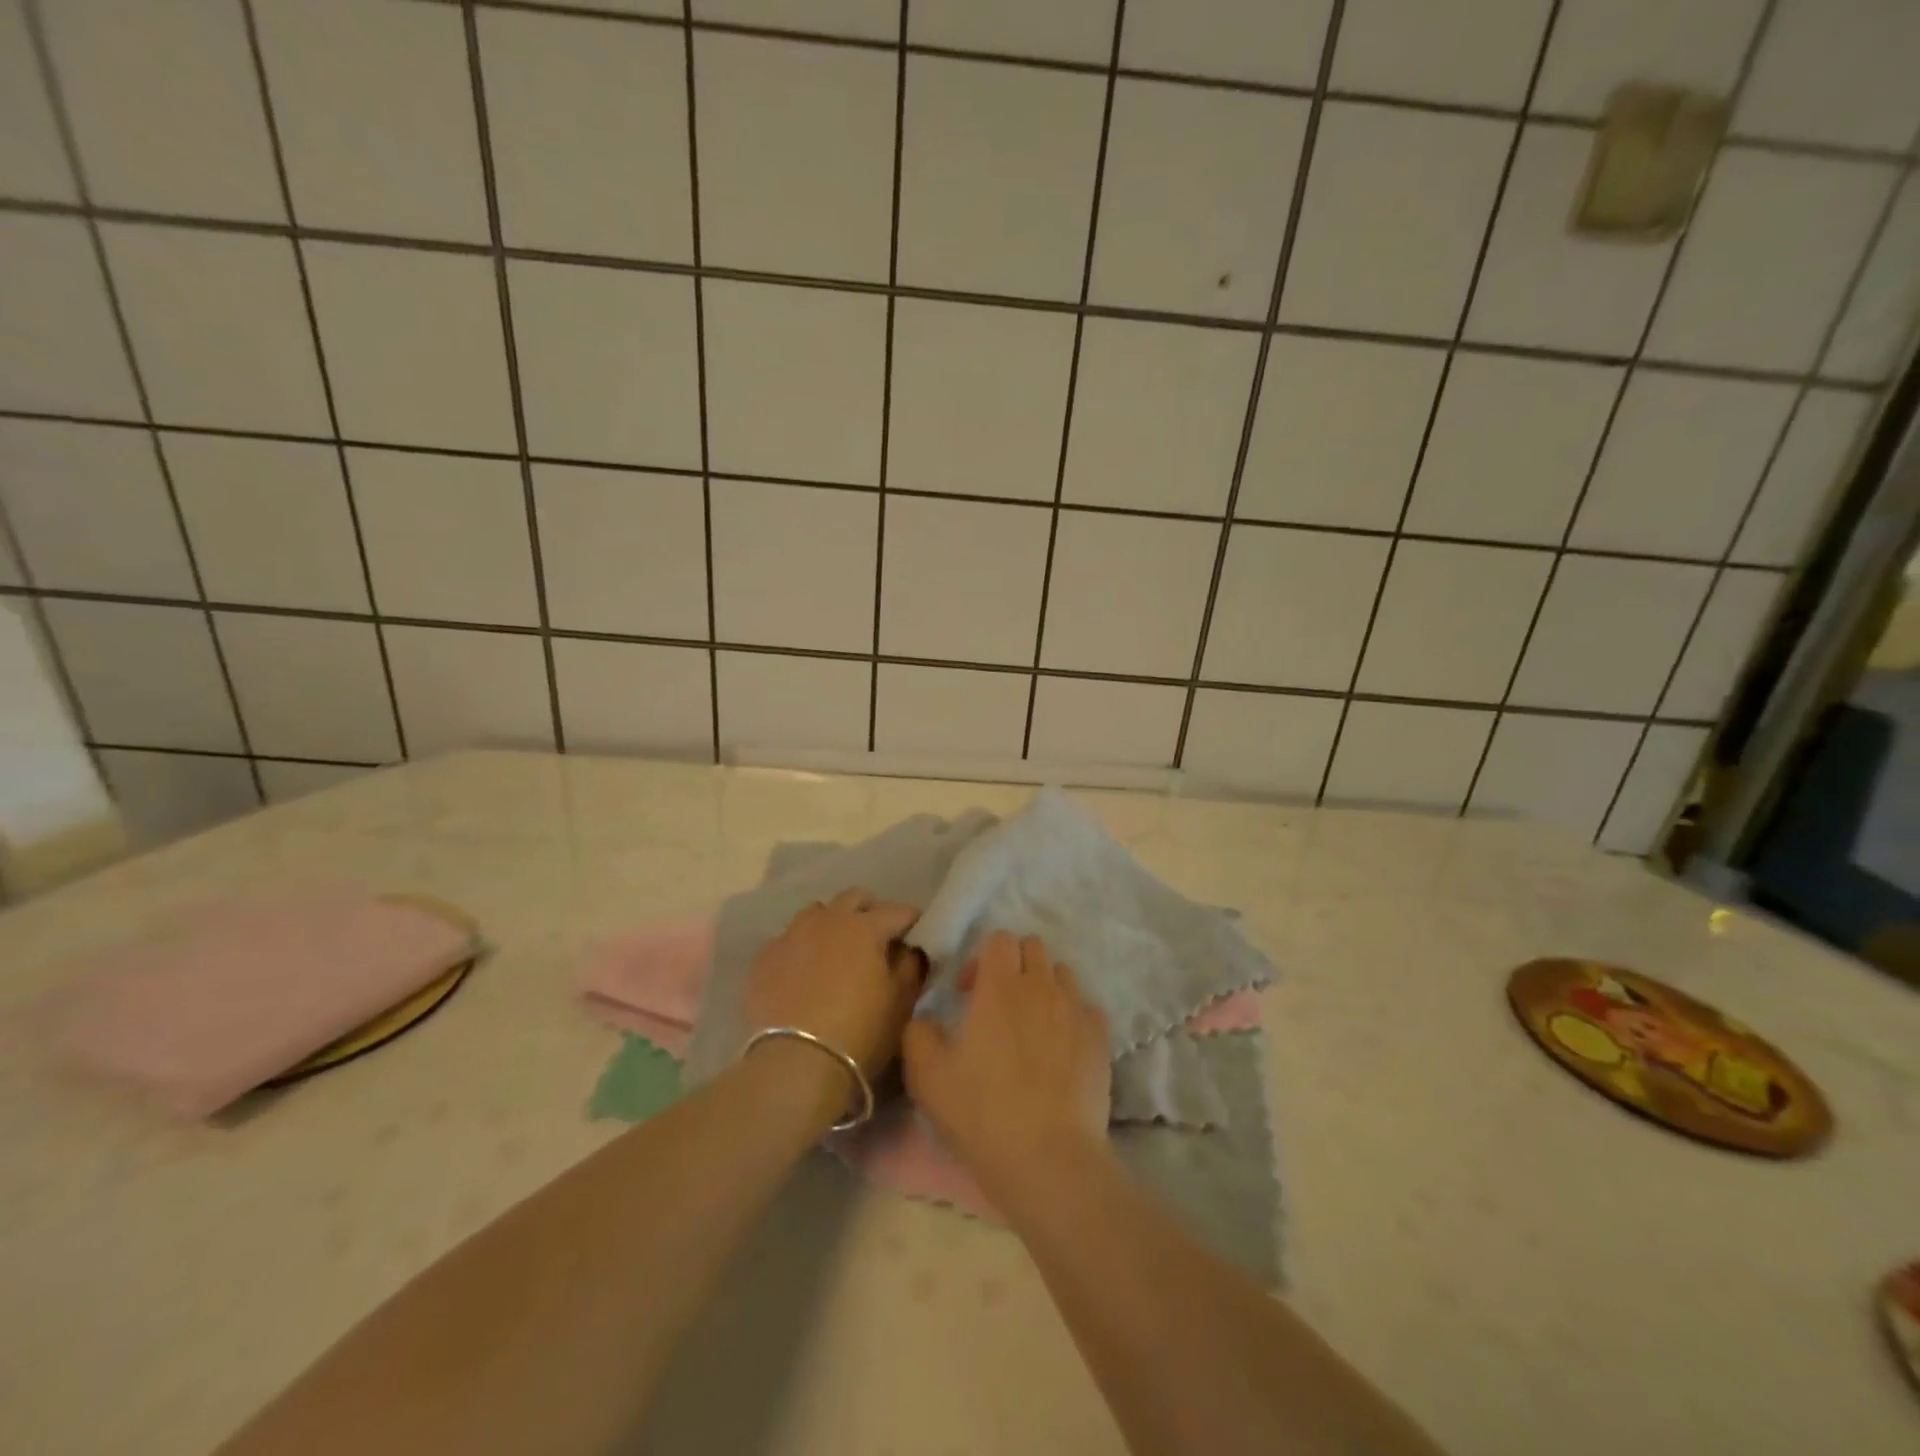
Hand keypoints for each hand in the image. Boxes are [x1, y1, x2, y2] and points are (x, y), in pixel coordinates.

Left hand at [741, 889, 923, 1083]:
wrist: (795, 1065)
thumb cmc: (860, 1033)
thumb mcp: (900, 1003)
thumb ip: (910, 966)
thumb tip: (909, 949)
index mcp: (865, 926)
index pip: (898, 911)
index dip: (912, 922)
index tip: (917, 936)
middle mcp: (827, 919)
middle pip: (854, 898)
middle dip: (869, 911)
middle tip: (877, 938)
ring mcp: (791, 935)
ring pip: (817, 913)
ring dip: (832, 924)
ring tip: (836, 952)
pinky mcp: (764, 958)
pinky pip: (788, 940)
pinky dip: (802, 949)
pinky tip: (804, 973)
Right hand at [903, 931, 1109, 1201]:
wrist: (1048, 1158)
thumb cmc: (981, 1112)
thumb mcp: (926, 1076)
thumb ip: (918, 1033)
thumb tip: (926, 1019)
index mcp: (999, 986)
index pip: (998, 939)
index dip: (981, 959)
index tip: (968, 993)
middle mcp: (1041, 986)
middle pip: (1033, 947)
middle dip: (1014, 965)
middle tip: (998, 1004)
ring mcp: (1075, 1009)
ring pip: (1062, 974)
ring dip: (1044, 987)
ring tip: (1032, 1025)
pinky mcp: (1100, 1037)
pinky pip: (1086, 1008)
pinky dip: (1071, 1016)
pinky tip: (1061, 1048)